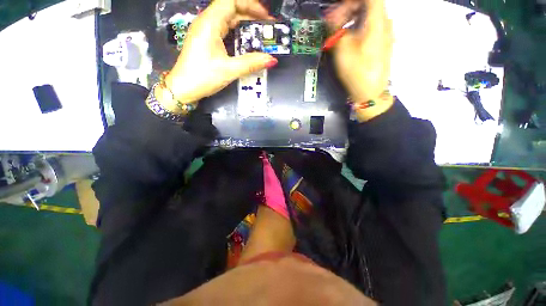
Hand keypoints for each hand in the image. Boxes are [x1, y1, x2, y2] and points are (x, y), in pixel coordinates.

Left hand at [157, 0, 278, 110]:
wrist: (183, 88)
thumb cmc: (203, 77)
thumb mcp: (229, 70)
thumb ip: (251, 63)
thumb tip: (271, 60)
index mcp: (210, 23)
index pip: (231, 1)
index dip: (251, 5)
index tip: (265, 17)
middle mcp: (206, 22)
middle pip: (230, 8)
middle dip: (250, 14)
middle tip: (266, 27)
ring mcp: (205, 31)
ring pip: (227, 19)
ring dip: (244, 24)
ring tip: (259, 34)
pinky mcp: (206, 40)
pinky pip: (223, 29)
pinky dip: (236, 32)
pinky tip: (245, 42)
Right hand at [326, 0, 393, 120]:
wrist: (371, 92)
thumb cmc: (357, 72)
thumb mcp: (343, 50)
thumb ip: (336, 30)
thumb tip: (331, 18)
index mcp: (377, 22)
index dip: (351, 1)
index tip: (339, 9)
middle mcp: (385, 23)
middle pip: (369, 3)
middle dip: (349, 8)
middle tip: (334, 23)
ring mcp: (386, 33)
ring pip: (370, 14)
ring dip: (353, 17)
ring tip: (339, 31)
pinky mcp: (383, 42)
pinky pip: (371, 25)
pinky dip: (359, 26)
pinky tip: (349, 38)